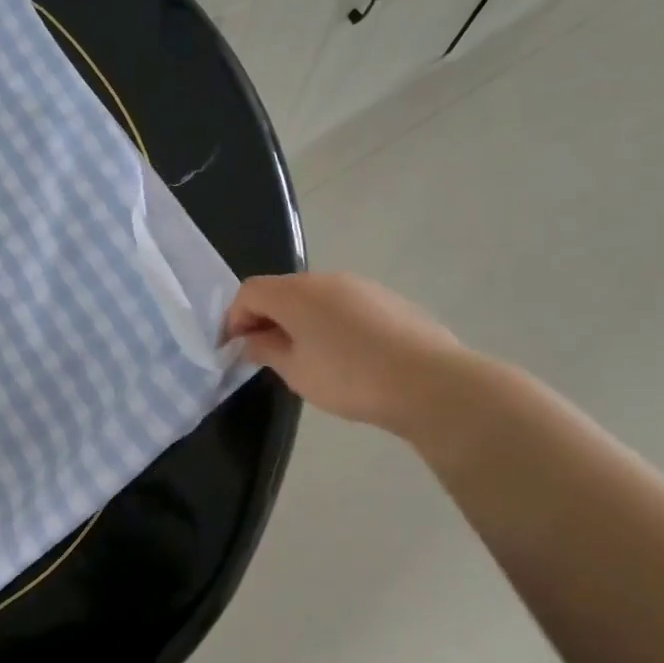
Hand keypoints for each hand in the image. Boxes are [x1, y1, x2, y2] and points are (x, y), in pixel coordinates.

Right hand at [224, 272, 467, 433]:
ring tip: (305, 358)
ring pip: (315, 298)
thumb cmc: (349, 377)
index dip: (234, 319)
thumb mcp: (295, 371)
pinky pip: (344, 306)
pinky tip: (343, 356)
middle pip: (282, 291)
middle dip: (266, 318)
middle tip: (265, 354)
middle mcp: (326, 279)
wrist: (429, 382)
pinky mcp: (388, 300)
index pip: (249, 292)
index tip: (234, 350)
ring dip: (298, 321)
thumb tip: (252, 340)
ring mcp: (362, 286)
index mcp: (296, 293)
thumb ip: (266, 350)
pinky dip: (329, 323)